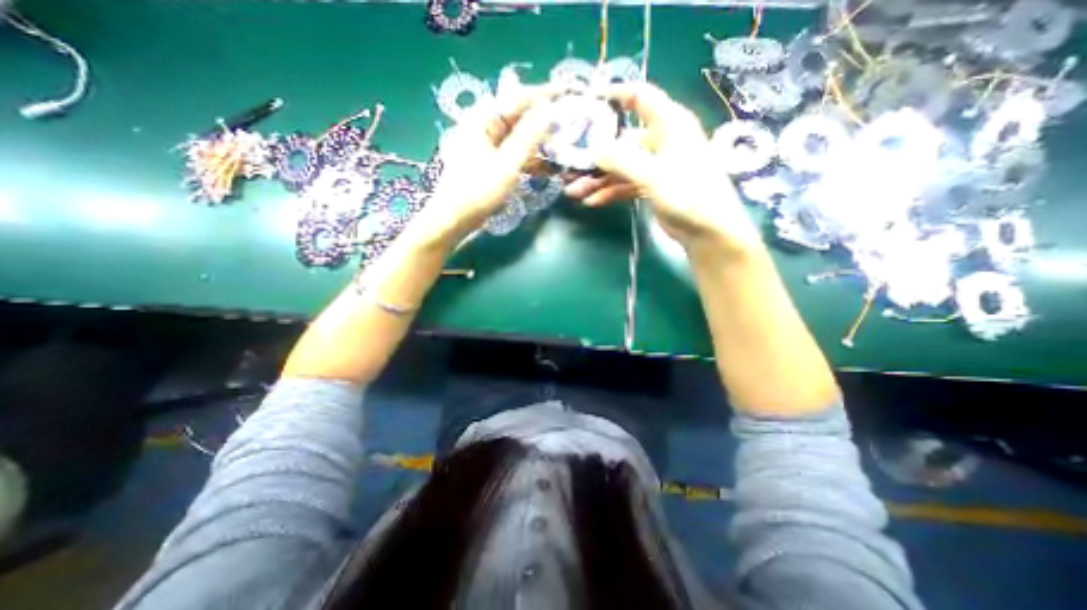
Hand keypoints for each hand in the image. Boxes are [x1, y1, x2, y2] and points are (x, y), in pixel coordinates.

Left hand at [417, 85, 559, 246]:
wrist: (455, 218)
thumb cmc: (478, 190)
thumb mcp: (507, 164)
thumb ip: (529, 137)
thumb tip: (550, 113)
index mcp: (483, 119)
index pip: (518, 98)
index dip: (544, 95)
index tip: (568, 93)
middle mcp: (484, 126)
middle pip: (519, 117)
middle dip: (544, 121)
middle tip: (570, 124)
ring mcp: (488, 145)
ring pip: (519, 137)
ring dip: (540, 143)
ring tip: (564, 146)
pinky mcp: (491, 162)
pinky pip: (515, 153)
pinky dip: (530, 158)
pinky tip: (548, 166)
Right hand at [559, 83, 761, 253]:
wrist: (707, 230)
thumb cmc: (689, 194)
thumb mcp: (654, 175)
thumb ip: (622, 161)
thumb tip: (594, 151)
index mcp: (669, 124)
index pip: (640, 97)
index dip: (615, 93)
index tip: (588, 99)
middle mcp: (661, 140)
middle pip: (622, 140)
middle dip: (596, 154)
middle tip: (572, 164)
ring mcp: (655, 165)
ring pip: (621, 167)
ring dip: (598, 179)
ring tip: (574, 191)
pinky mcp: (651, 186)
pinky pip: (625, 184)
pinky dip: (610, 192)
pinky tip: (592, 201)